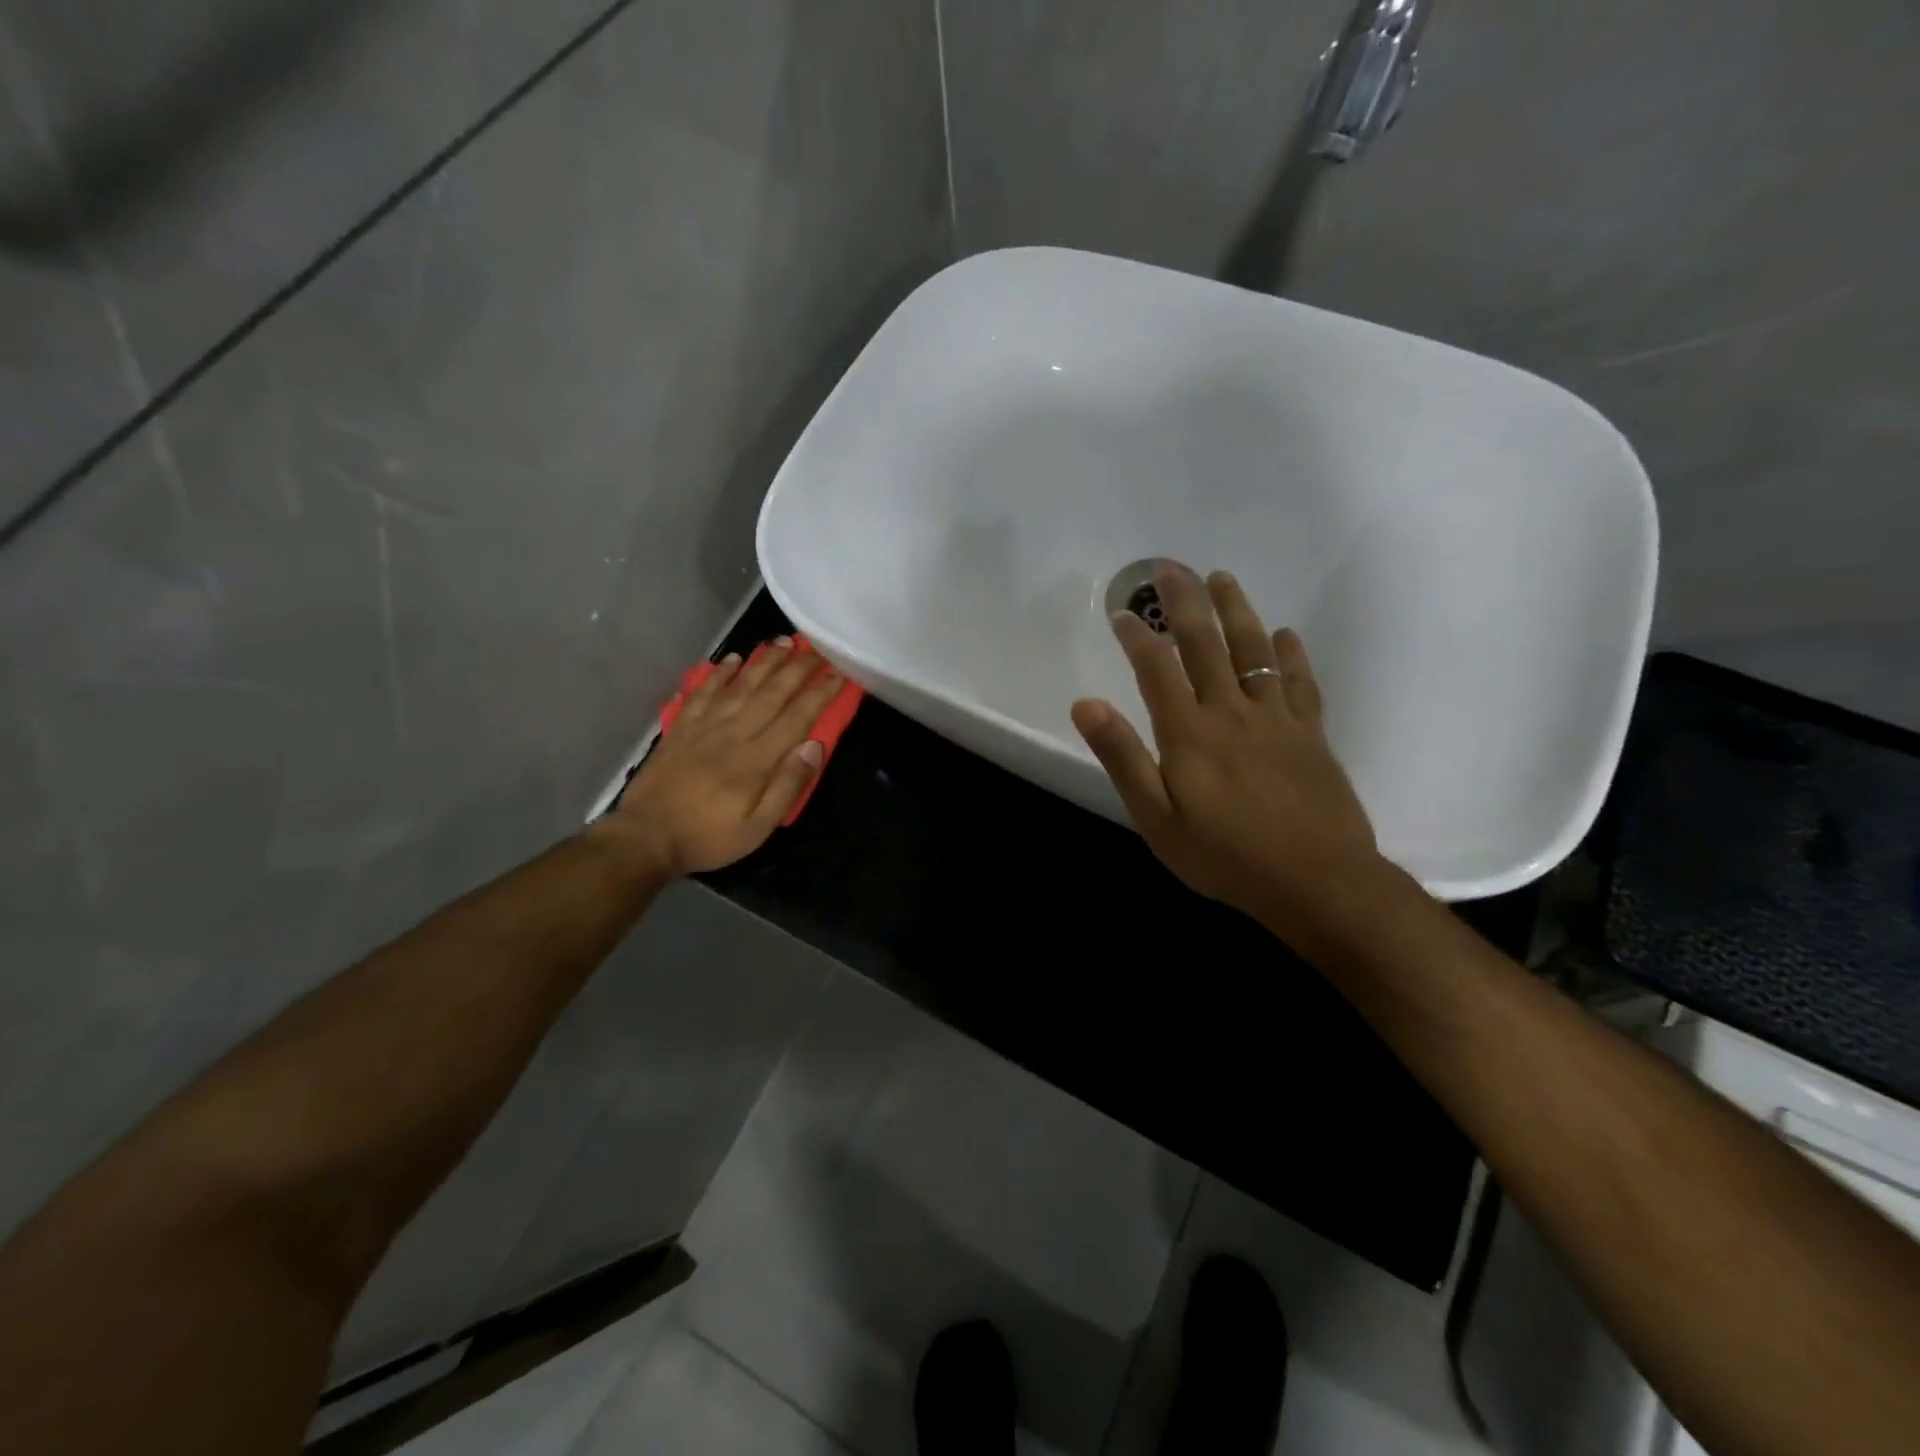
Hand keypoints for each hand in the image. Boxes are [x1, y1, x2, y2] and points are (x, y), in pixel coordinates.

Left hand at [610, 639, 842, 877]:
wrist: (645, 838)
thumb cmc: (708, 837)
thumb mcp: (757, 828)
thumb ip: (787, 786)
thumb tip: (814, 746)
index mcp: (757, 760)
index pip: (797, 718)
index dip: (819, 694)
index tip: (838, 674)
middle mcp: (734, 733)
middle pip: (771, 693)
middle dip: (797, 669)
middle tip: (817, 649)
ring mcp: (704, 727)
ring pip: (740, 686)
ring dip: (764, 662)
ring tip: (783, 642)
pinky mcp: (681, 728)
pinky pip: (703, 693)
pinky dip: (719, 674)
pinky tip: (733, 660)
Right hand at [1070, 564, 1386, 939]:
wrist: (1317, 882)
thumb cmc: (1225, 857)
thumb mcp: (1156, 819)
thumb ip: (1122, 757)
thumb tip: (1086, 704)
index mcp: (1189, 733)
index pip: (1157, 667)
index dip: (1138, 635)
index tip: (1122, 610)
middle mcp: (1231, 711)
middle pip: (1205, 643)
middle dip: (1184, 601)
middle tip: (1170, 567)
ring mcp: (1277, 718)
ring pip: (1254, 650)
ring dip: (1236, 610)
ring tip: (1222, 578)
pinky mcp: (1311, 733)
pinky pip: (1299, 681)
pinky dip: (1290, 653)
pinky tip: (1284, 634)